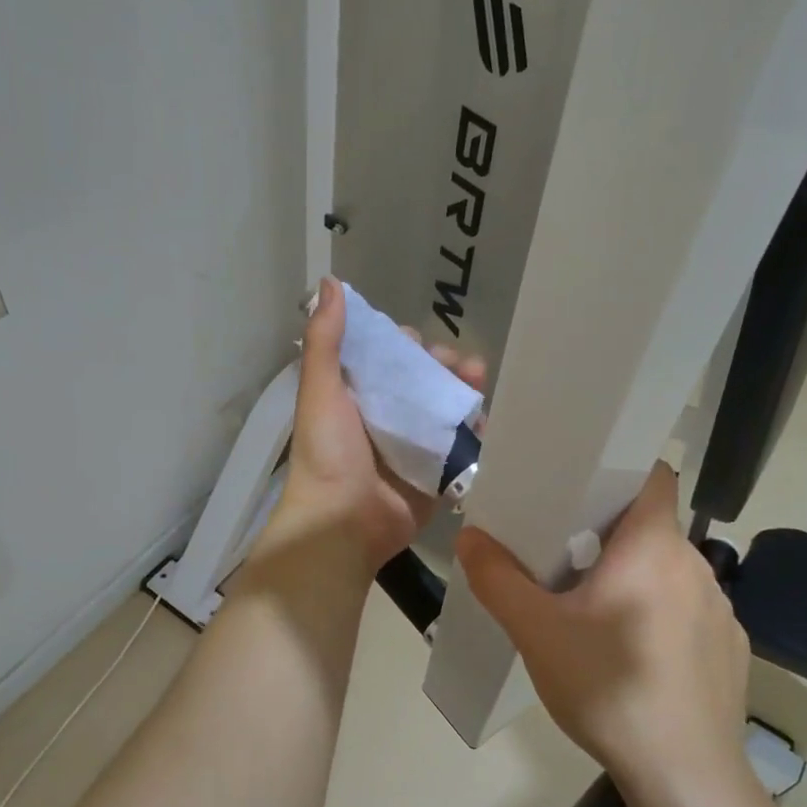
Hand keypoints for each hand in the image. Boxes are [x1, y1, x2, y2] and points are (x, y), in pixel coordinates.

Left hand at [261, 278, 485, 578]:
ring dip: (464, 393)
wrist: (343, 523)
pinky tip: (485, 420)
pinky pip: (460, 447)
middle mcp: (384, 419)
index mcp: (356, 398)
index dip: (404, 347)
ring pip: (445, 410)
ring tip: (479, 382)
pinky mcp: (435, 475)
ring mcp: (412, 448)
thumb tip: (330, 282)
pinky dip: (474, 432)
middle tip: (459, 365)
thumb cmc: (329, 453)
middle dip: (445, 367)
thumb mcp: (321, 389)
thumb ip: (326, 339)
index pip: (386, 362)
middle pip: (423, 383)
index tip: (415, 342)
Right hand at [455, 463, 751, 794]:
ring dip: (633, 576)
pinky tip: (632, 656)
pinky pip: (687, 611)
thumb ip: (497, 578)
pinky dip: (658, 614)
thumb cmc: (608, 688)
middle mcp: (696, 566)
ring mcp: (721, 610)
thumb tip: (471, 536)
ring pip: (668, 570)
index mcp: (653, 547)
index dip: (618, 470)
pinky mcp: (731, 649)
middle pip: (651, 526)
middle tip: (561, 555)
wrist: (686, 777)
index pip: (652, 475)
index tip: (578, 487)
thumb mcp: (535, 631)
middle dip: (608, 532)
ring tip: (592, 610)